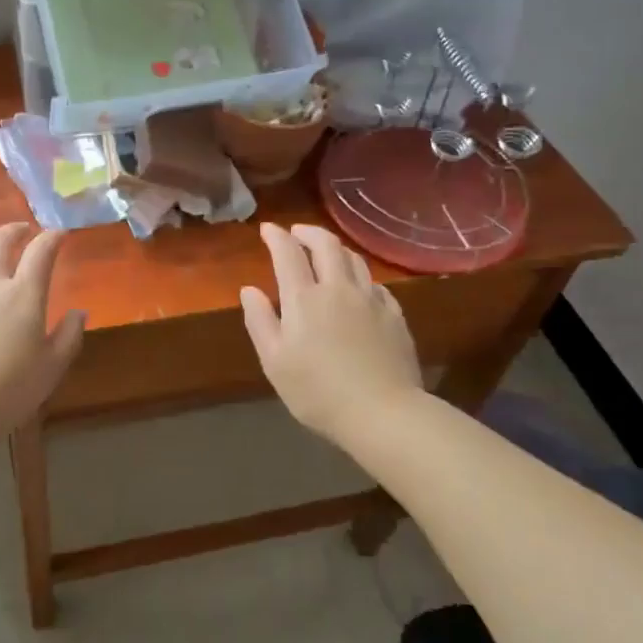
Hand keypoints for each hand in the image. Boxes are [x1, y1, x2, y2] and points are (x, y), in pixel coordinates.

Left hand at [0, 223, 85, 444]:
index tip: (60, 233)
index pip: (40, 253)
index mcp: (24, 296)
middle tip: (23, 229)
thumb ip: (68, 336)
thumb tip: (79, 311)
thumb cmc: (8, 391)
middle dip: (14, 231)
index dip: (52, 238)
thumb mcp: (51, 369)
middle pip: (0, 244)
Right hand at [240, 223, 425, 441]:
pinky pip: (375, 283)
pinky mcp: (394, 315)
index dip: (276, 236)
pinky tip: (358, 287)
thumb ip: (260, 321)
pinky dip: (360, 276)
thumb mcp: (275, 361)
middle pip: (326, 244)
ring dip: (336, 249)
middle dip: (308, 232)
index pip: (287, 253)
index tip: (267, 229)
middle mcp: (338, 288)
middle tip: (296, 233)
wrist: (383, 413)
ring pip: (354, 259)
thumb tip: (248, 289)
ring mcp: (371, 299)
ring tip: (326, 253)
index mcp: (304, 298)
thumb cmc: (318, 392)